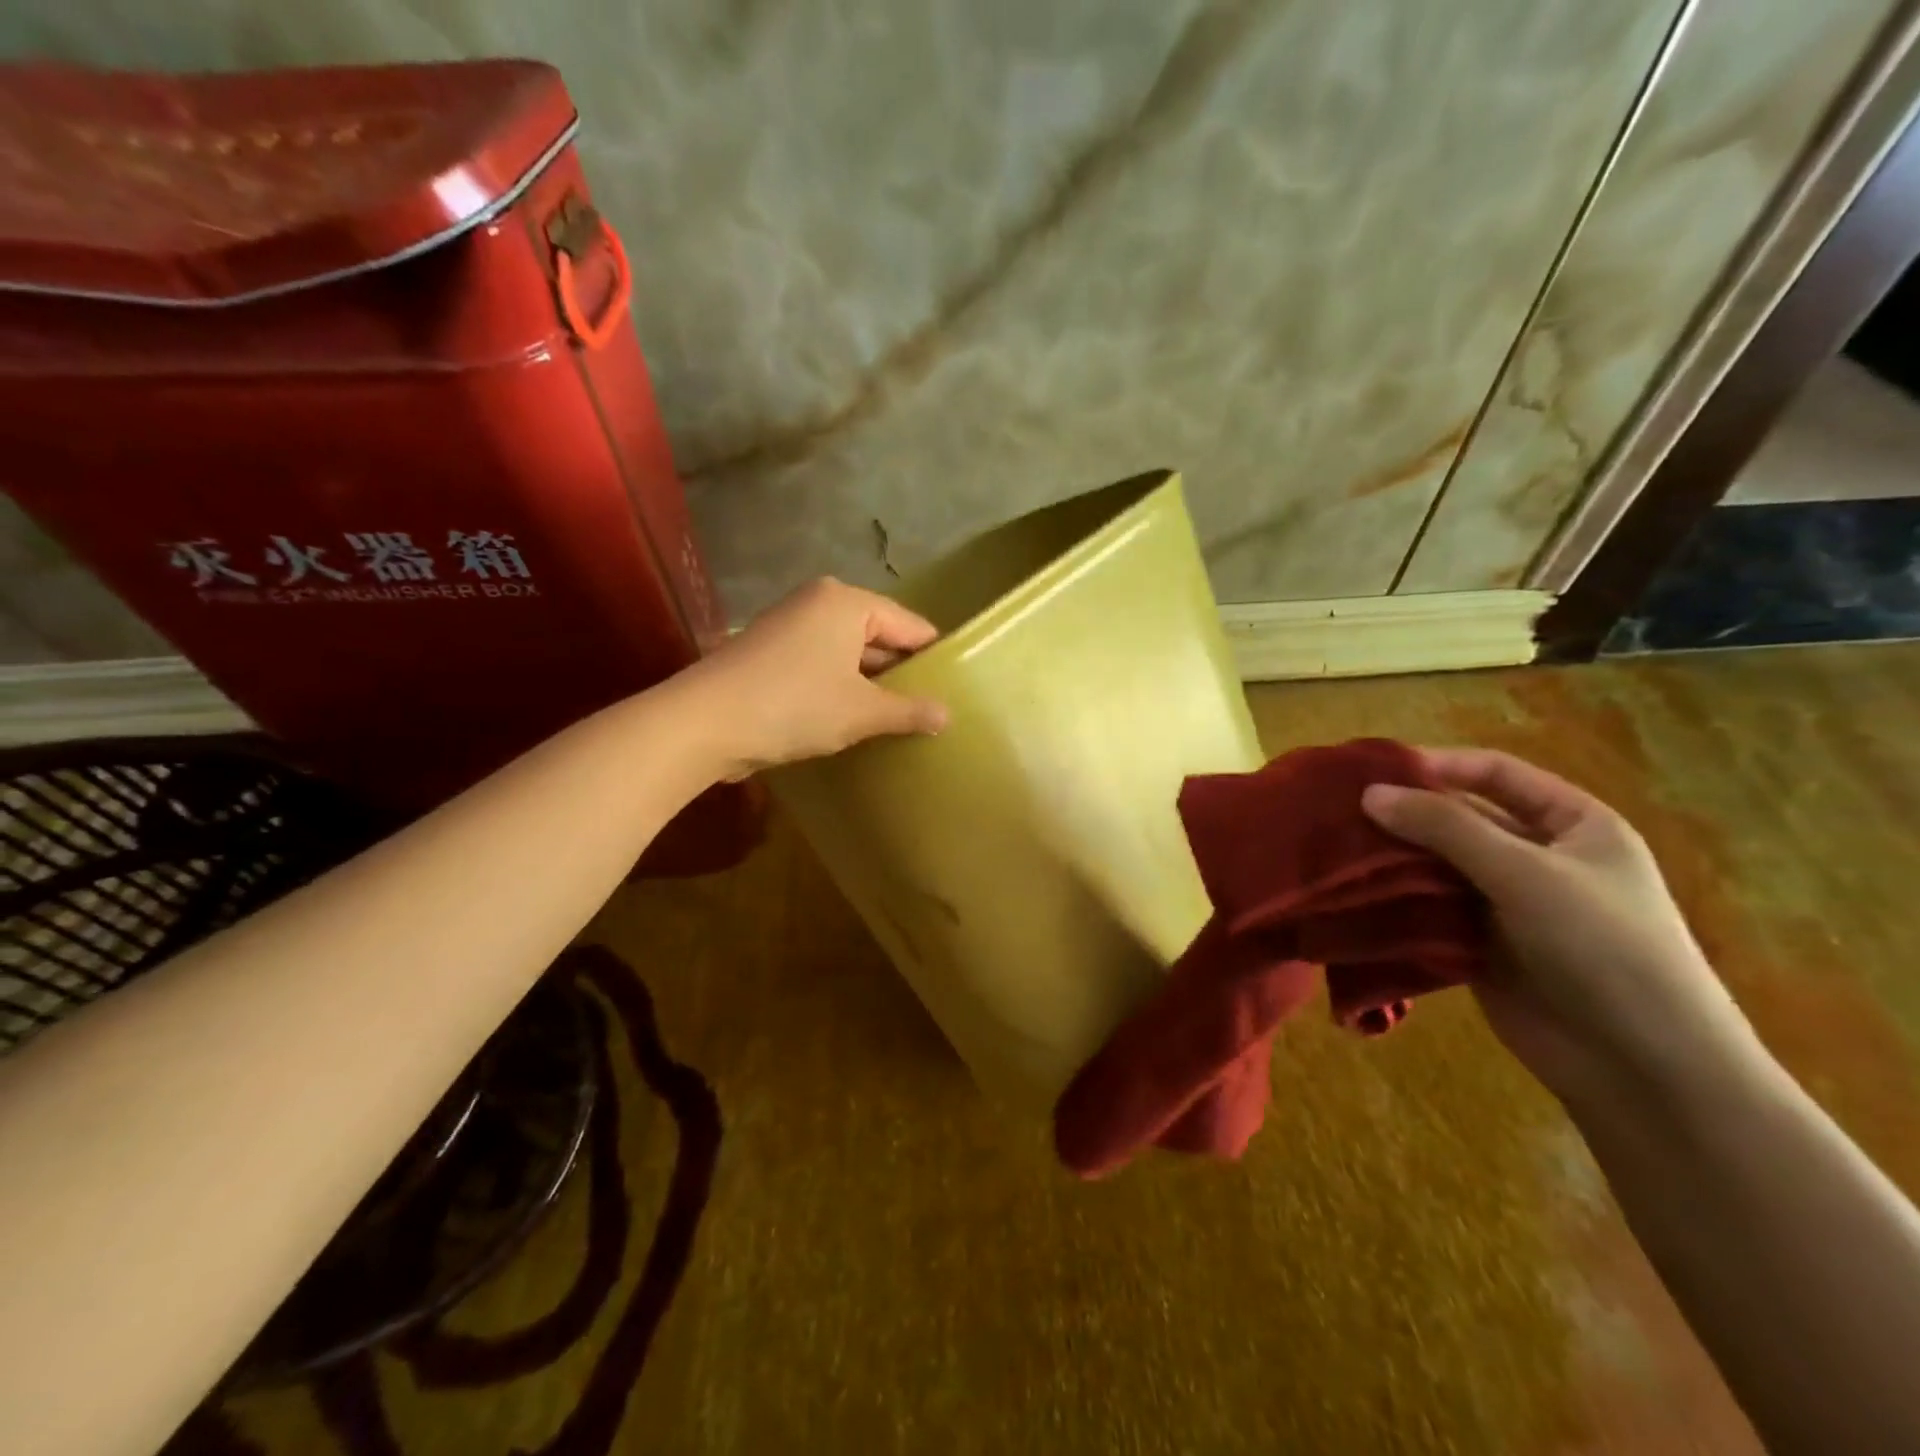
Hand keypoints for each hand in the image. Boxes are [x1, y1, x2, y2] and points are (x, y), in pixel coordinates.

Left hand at [677, 577, 948, 779]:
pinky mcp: (770, 653)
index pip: (910, 625)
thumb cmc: (794, 705)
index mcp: (847, 602)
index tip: (956, 687)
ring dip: (870, 684)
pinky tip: (855, 719)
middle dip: (901, 672)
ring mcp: (790, 626)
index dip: (934, 657)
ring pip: (849, 654)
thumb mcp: (861, 712)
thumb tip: (947, 715)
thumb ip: (908, 711)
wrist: (703, 723)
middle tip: (931, 708)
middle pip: (878, 636)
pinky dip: (840, 688)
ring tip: (899, 718)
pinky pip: (822, 665)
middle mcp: (818, 603)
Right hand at [1361, 748, 1756, 1107]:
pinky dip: (1395, 900)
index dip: (1438, 765)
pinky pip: (1428, 908)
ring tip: (1334, 850)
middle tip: (1338, 813)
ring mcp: (1507, 903)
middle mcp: (1537, 856)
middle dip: (1404, 815)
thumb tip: (1370, 793)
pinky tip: (1352, 893)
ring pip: (1436, 865)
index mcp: (1571, 824)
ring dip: (1393, 858)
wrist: (1644, 1068)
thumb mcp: (1526, 873)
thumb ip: (1446, 828)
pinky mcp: (1478, 943)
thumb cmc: (1603, 948)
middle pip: (1459, 819)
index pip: (1495, 774)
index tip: (1374, 771)